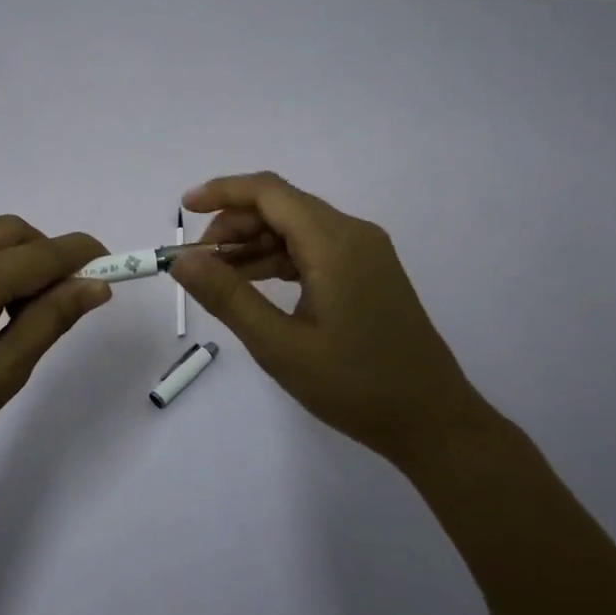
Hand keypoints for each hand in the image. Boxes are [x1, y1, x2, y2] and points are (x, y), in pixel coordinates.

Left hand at [0, 217, 109, 506]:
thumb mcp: (3, 374)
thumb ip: (51, 319)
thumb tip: (95, 285)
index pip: (42, 253)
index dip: (82, 255)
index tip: (112, 266)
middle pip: (13, 231)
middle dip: (47, 254)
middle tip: (61, 302)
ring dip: (16, 258)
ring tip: (20, 314)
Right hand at [172, 172, 486, 469]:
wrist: (433, 422)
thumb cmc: (355, 385)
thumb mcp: (279, 345)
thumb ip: (227, 297)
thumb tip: (182, 260)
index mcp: (335, 242)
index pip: (269, 192)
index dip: (223, 192)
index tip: (185, 209)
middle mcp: (353, 234)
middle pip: (282, 207)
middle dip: (234, 226)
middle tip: (199, 263)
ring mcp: (365, 252)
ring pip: (296, 228)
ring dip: (254, 244)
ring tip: (219, 279)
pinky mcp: (368, 272)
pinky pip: (314, 249)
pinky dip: (279, 260)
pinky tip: (255, 286)